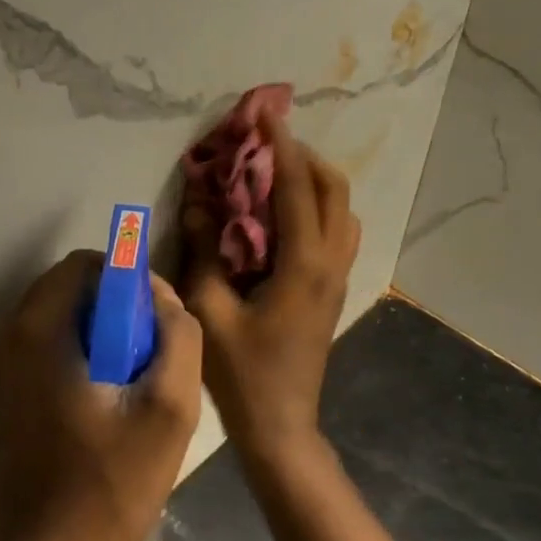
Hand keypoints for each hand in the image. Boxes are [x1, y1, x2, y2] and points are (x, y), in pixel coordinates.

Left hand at [0, 250, 202, 540]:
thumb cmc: (111, 485)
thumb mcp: (169, 409)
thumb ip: (179, 338)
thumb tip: (164, 300)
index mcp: (37, 331)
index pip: (85, 265)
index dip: (129, 280)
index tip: (157, 320)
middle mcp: (9, 338)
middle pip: (71, 288)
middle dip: (117, 307)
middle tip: (151, 351)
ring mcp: (2, 368)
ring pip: (62, 317)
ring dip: (102, 331)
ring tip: (135, 378)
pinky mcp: (7, 394)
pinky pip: (50, 346)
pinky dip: (82, 352)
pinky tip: (109, 399)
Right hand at [180, 114, 360, 467]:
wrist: (281, 425)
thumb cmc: (242, 372)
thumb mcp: (210, 309)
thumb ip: (204, 248)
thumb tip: (198, 198)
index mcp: (303, 263)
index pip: (296, 187)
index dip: (280, 146)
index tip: (264, 114)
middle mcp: (330, 262)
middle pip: (334, 189)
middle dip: (304, 156)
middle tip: (268, 142)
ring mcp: (338, 276)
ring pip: (342, 209)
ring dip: (314, 180)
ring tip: (275, 172)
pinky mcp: (333, 288)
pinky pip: (337, 230)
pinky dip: (317, 206)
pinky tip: (283, 215)